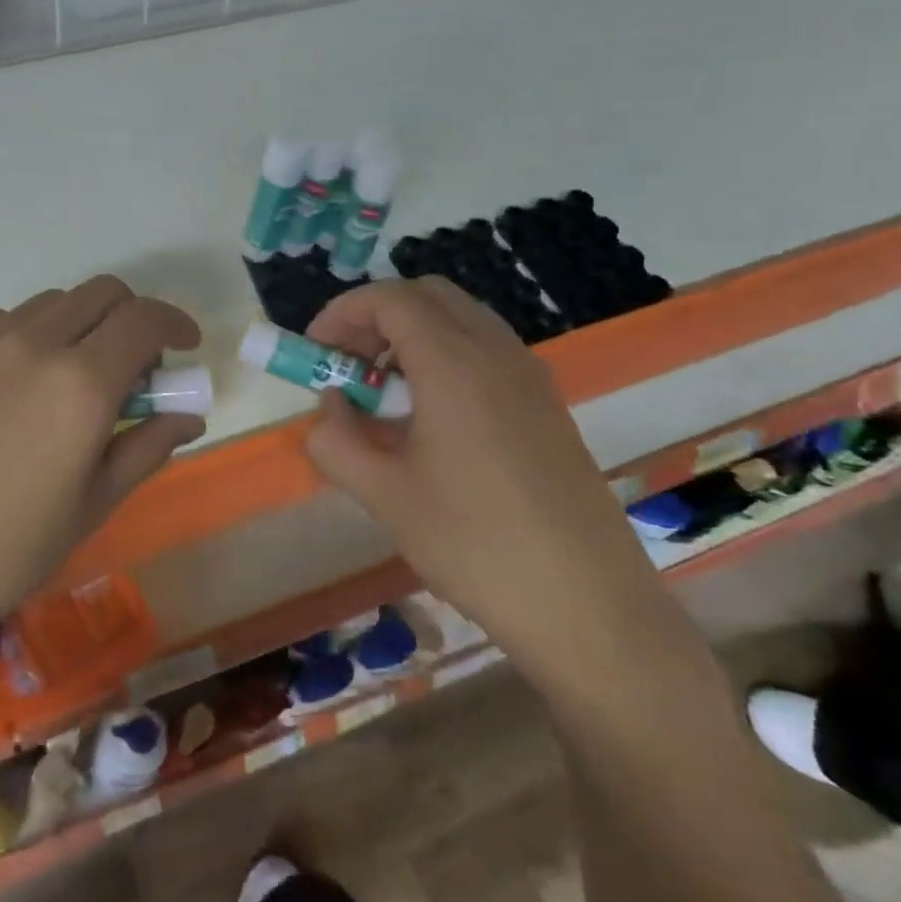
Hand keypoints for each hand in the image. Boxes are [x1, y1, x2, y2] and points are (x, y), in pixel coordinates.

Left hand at [0, 276, 202, 663]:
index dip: (175, 324)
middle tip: (137, 369)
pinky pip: (2, 319)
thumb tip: (188, 416)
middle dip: (134, 318)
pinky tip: (22, 376)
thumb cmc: (9, 552)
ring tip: (78, 376)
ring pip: (53, 302)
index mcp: (81, 384)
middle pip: (101, 294)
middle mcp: (35, 346)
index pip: (144, 319)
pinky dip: (31, 330)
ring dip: (83, 323)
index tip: (186, 347)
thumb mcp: (93, 504)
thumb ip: (147, 447)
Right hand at [303, 278, 666, 681]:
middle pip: (428, 296)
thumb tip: (330, 408)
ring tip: (383, 394)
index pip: (389, 299)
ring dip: (412, 336)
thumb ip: (336, 440)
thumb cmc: (473, 543)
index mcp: (454, 363)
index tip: (315, 351)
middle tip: (347, 364)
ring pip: (461, 320)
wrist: (586, 605)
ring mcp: (529, 377)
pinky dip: (445, 358)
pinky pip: (486, 352)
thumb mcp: (383, 494)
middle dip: (376, 316)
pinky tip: (429, 419)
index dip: (341, 313)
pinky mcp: (546, 405)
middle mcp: (496, 353)